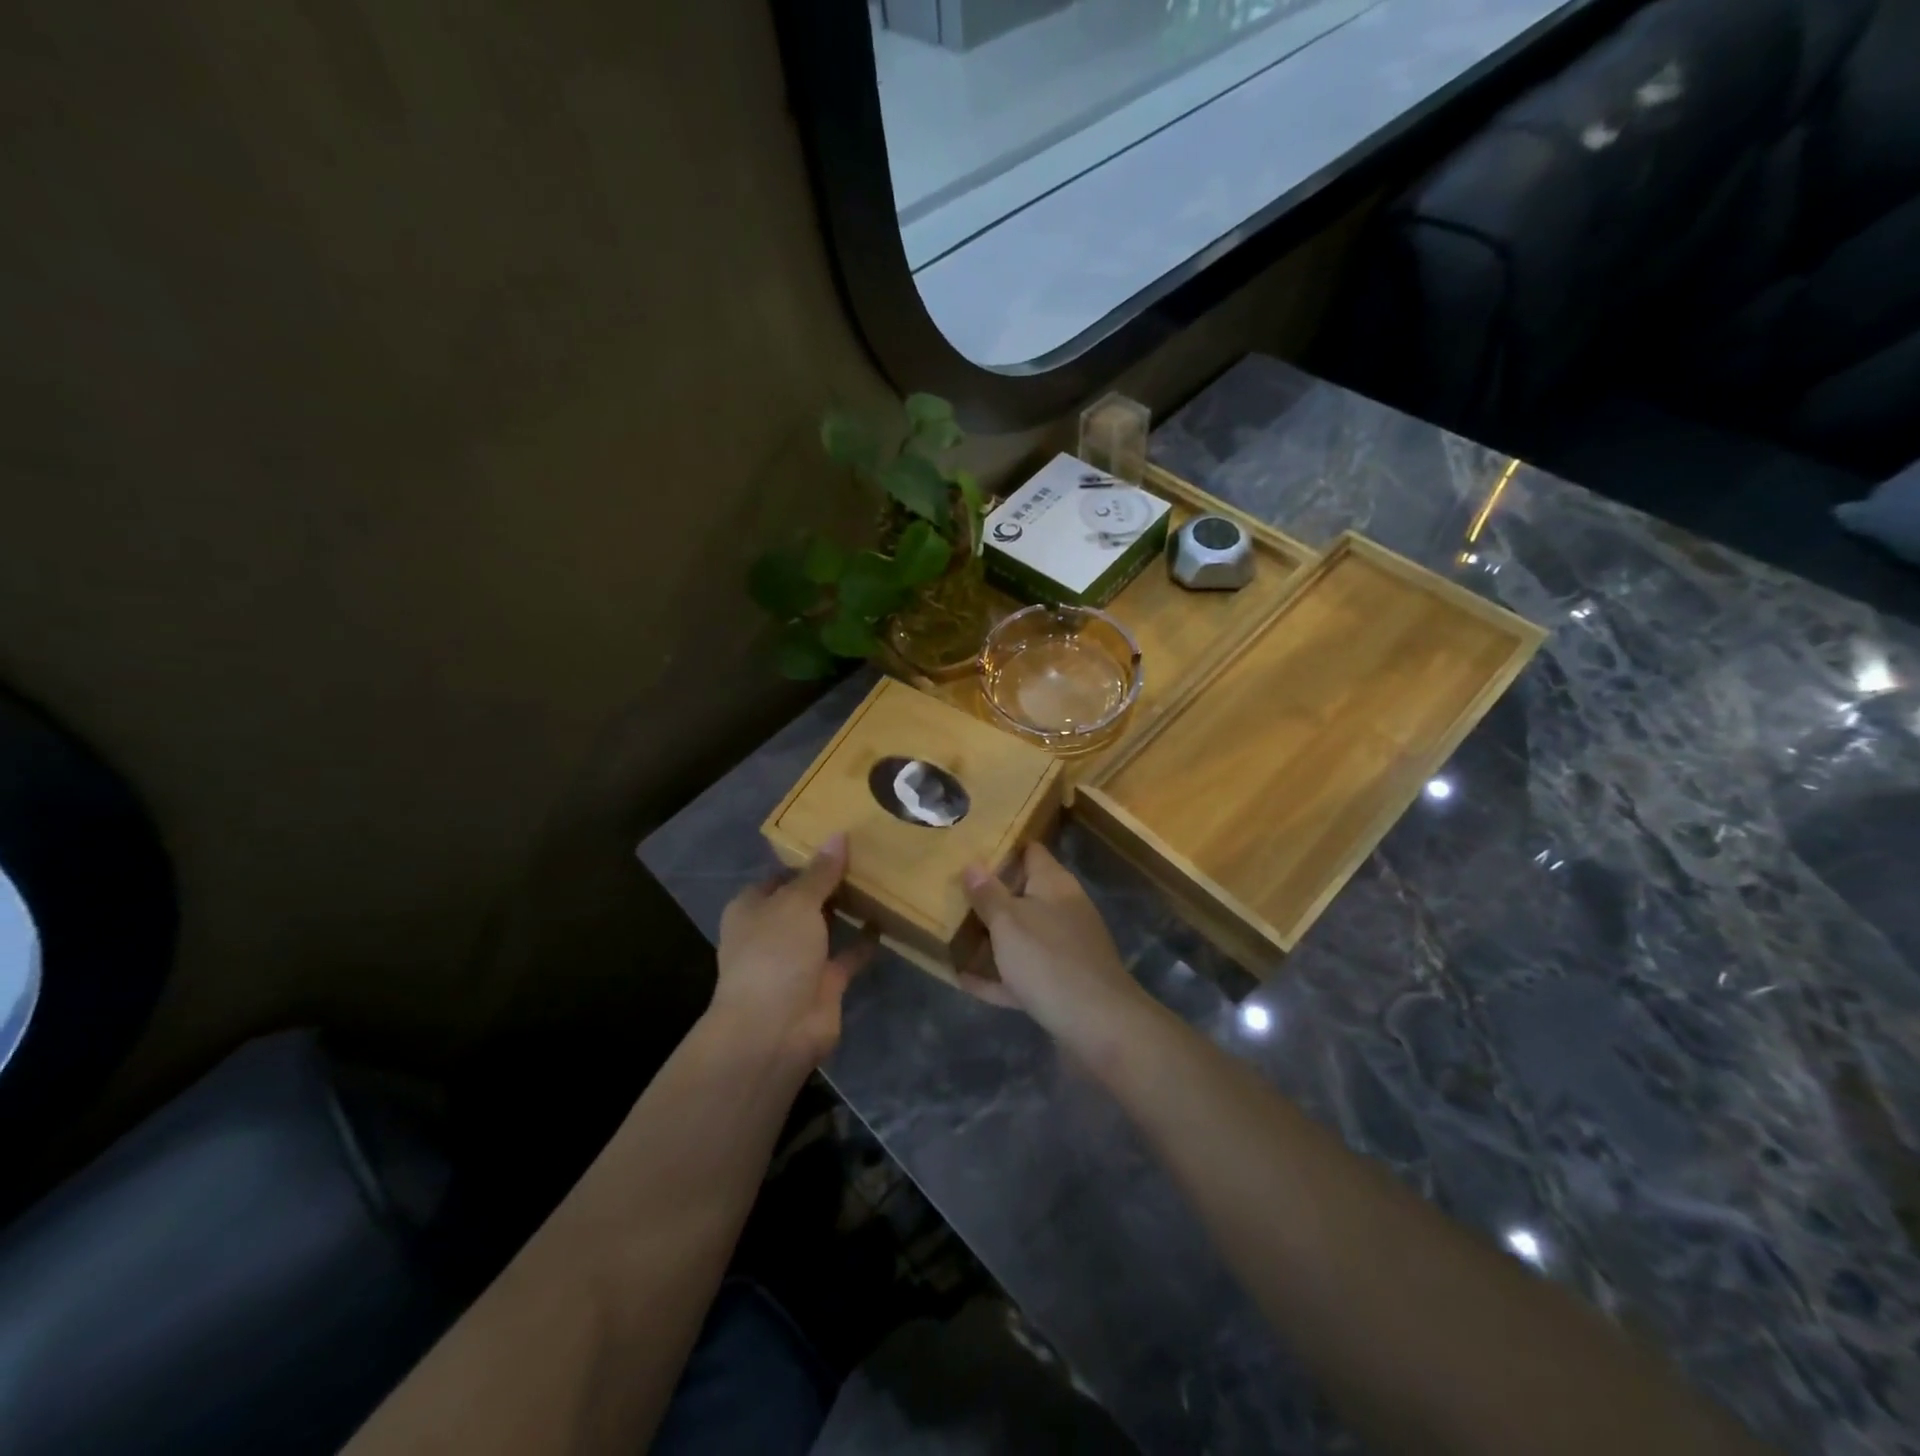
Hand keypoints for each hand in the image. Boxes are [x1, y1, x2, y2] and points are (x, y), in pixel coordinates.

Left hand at [713, 833, 873, 1069]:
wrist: (775, 1030)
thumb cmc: (774, 954)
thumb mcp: (796, 902)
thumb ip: (820, 872)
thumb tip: (839, 835)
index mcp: (752, 908)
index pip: (781, 875)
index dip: (807, 859)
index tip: (842, 841)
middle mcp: (772, 931)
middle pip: (805, 900)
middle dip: (831, 884)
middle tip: (870, 856)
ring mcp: (798, 960)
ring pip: (826, 927)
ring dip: (848, 910)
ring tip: (882, 880)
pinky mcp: (823, 983)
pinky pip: (847, 955)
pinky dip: (864, 941)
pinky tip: (888, 919)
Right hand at [960, 843, 1149, 1045]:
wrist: (1098, 1024)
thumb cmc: (1048, 959)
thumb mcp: (1009, 922)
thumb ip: (988, 894)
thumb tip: (972, 864)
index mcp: (1054, 884)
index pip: (1031, 851)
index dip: (1005, 846)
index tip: (972, 847)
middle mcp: (1063, 910)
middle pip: (1024, 893)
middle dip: (991, 895)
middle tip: (952, 891)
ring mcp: (1064, 948)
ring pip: (1022, 934)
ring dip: (992, 937)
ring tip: (953, 933)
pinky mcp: (1061, 983)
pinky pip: (1022, 973)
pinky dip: (998, 976)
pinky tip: (965, 980)